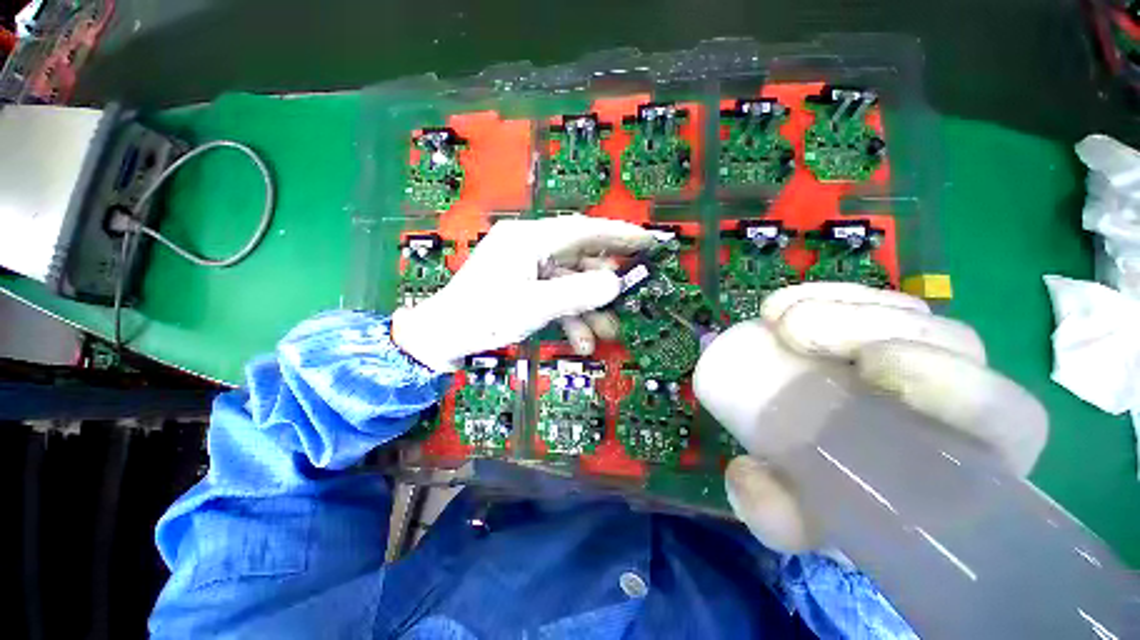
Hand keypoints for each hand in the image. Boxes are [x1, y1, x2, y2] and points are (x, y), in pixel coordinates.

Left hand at [392, 215, 653, 371]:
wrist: (444, 335)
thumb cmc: (484, 316)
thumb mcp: (535, 306)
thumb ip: (578, 293)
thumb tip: (615, 284)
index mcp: (529, 239)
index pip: (583, 230)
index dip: (618, 234)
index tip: (648, 241)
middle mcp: (530, 245)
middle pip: (579, 258)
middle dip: (602, 285)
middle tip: (627, 300)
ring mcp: (527, 265)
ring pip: (570, 281)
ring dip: (588, 308)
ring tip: (604, 334)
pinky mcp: (525, 283)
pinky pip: (556, 293)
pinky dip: (570, 315)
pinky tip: (579, 340)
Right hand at [693, 283, 1048, 551]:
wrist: (818, 467)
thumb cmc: (831, 504)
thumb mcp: (800, 520)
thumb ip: (777, 517)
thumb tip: (746, 480)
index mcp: (965, 463)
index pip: (1002, 416)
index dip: (956, 383)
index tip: (869, 366)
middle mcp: (956, 402)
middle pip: (951, 343)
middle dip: (875, 325)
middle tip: (796, 333)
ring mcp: (919, 358)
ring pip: (909, 313)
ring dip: (842, 305)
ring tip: (778, 318)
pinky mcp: (877, 334)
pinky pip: (866, 299)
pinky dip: (825, 295)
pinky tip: (780, 306)